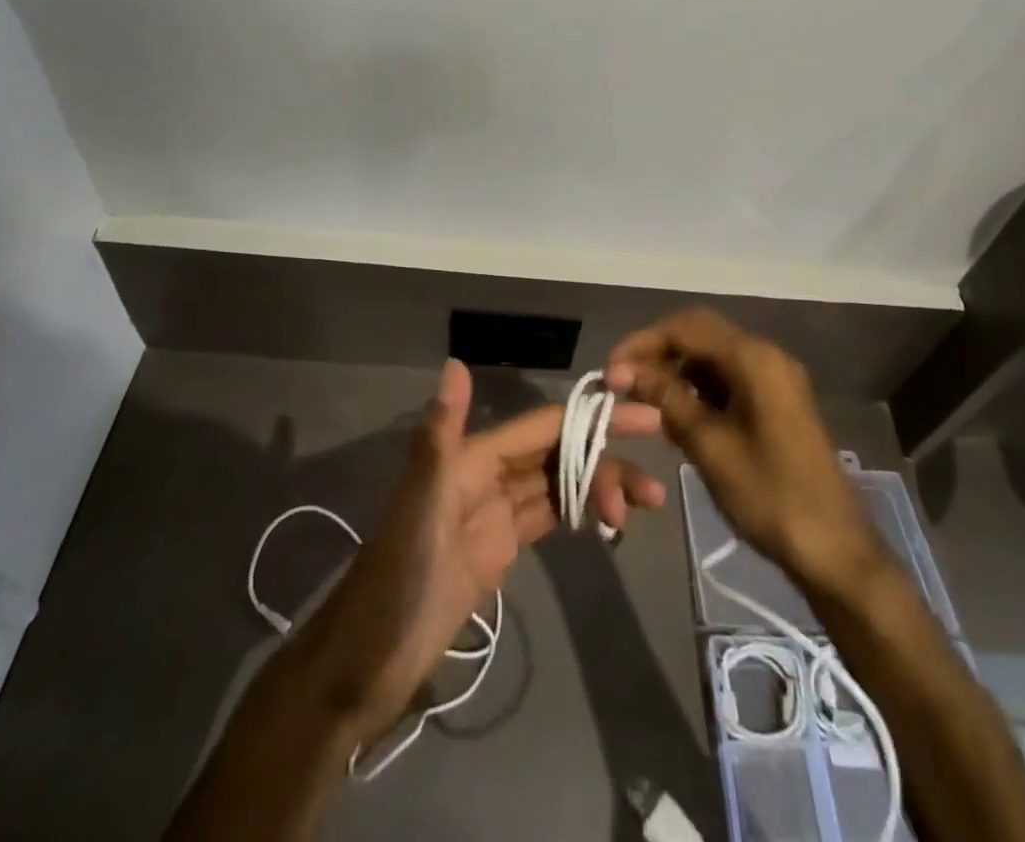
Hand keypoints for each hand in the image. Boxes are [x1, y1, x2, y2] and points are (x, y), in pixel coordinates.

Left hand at [297, 359, 665, 749]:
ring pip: (558, 485)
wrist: (369, 660)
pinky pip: (548, 516)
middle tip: (656, 481)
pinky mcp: (499, 549)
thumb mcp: (420, 505)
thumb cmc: (398, 579)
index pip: (544, 427)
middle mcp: (485, 475)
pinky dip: (580, 512)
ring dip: (600, 488)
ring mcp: (494, 513)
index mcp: (471, 457)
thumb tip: (456, 362)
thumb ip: (441, 434)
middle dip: (605, 457)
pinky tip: (608, 520)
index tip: (643, 416)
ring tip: (644, 507)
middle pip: (557, 454)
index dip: (591, 419)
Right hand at [606, 309, 881, 595]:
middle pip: (700, 334)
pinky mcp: (777, 402)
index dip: (643, 342)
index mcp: (754, 359)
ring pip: (713, 356)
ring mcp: (775, 379)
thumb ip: (666, 399)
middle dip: (658, 352)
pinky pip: (729, 378)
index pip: (687, 327)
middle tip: (623, 380)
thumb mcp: (709, 446)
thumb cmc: (770, 496)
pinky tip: (675, 414)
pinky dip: (698, 388)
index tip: (611, 369)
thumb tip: (624, 371)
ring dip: (676, 370)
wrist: (835, 551)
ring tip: (642, 399)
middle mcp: (767, 356)